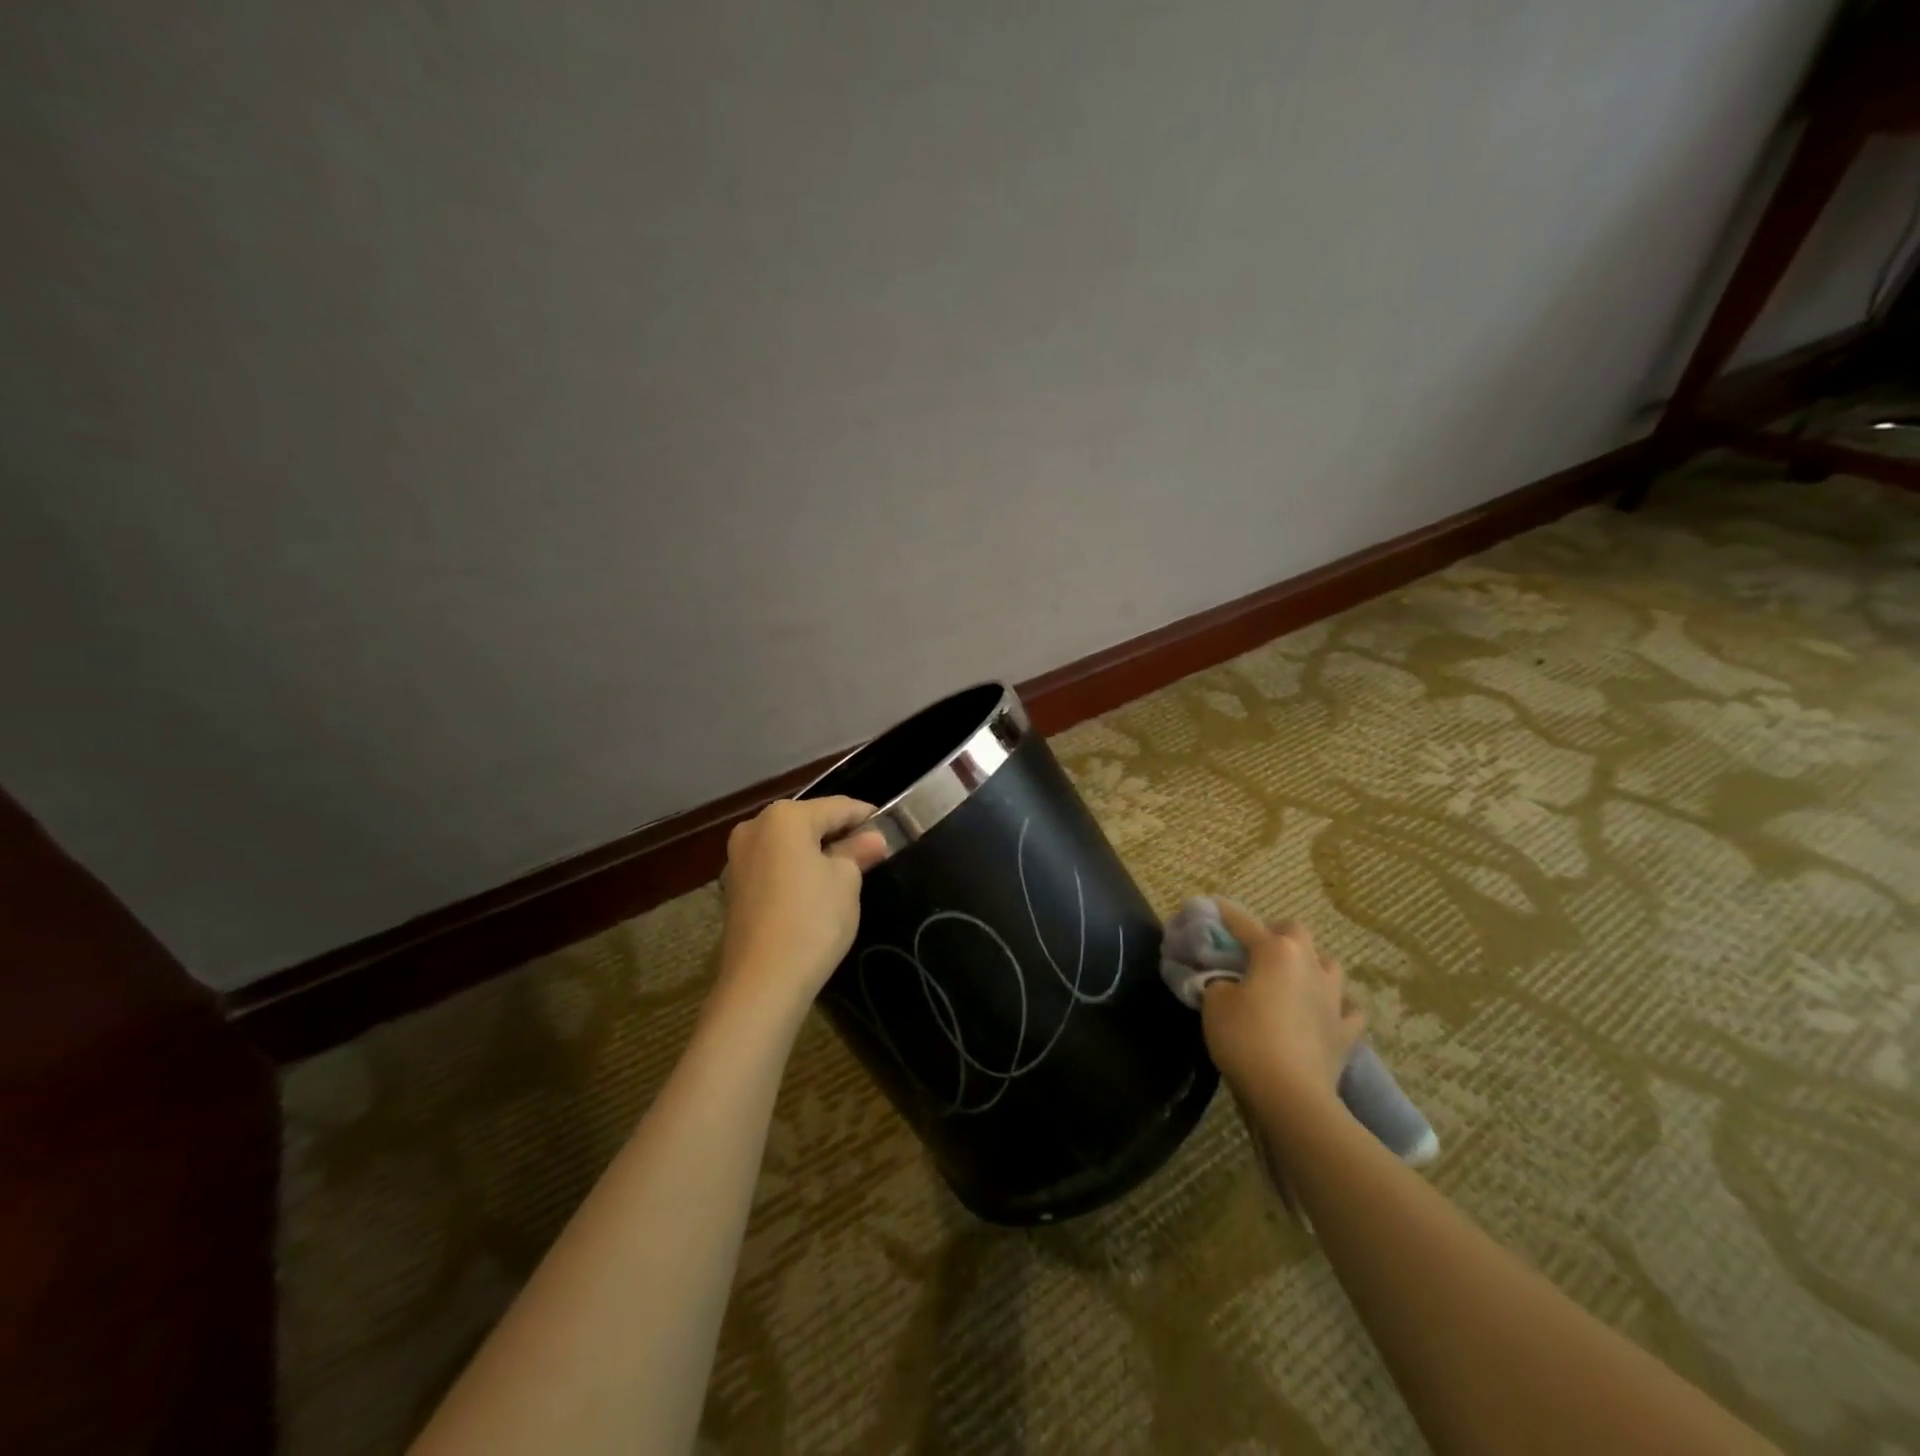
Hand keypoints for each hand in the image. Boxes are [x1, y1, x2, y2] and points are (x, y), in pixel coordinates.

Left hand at [715, 797, 888, 1016]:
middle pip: (809, 822)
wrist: (763, 982)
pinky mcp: (735, 887)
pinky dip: (796, 871)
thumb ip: (857, 852)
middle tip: (871, 854)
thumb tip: (873, 839)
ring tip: (847, 874)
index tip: (890, 829)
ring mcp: (738, 858)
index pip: (837, 807)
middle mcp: (755, 828)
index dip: (866, 816)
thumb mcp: (846, 881)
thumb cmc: (812, 920)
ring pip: (789, 844)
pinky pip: (774, 866)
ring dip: (816, 853)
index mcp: (784, 817)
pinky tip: (815, 892)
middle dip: (839, 835)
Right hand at [1200, 901, 1364, 1114]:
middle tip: (1255, 947)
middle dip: (1276, 933)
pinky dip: (1335, 1007)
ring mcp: (1333, 998)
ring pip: (1329, 964)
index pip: (1243, 922)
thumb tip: (1223, 980)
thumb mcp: (1214, 1003)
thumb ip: (1216, 981)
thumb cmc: (1246, 1038)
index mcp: (1275, 950)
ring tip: (1292, 976)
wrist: (1291, 1095)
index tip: (1211, 906)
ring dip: (1311, 964)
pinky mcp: (1346, 1031)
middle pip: (1296, 931)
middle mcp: (1309, 964)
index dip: (1224, 914)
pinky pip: (1346, 1009)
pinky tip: (1324, 1013)